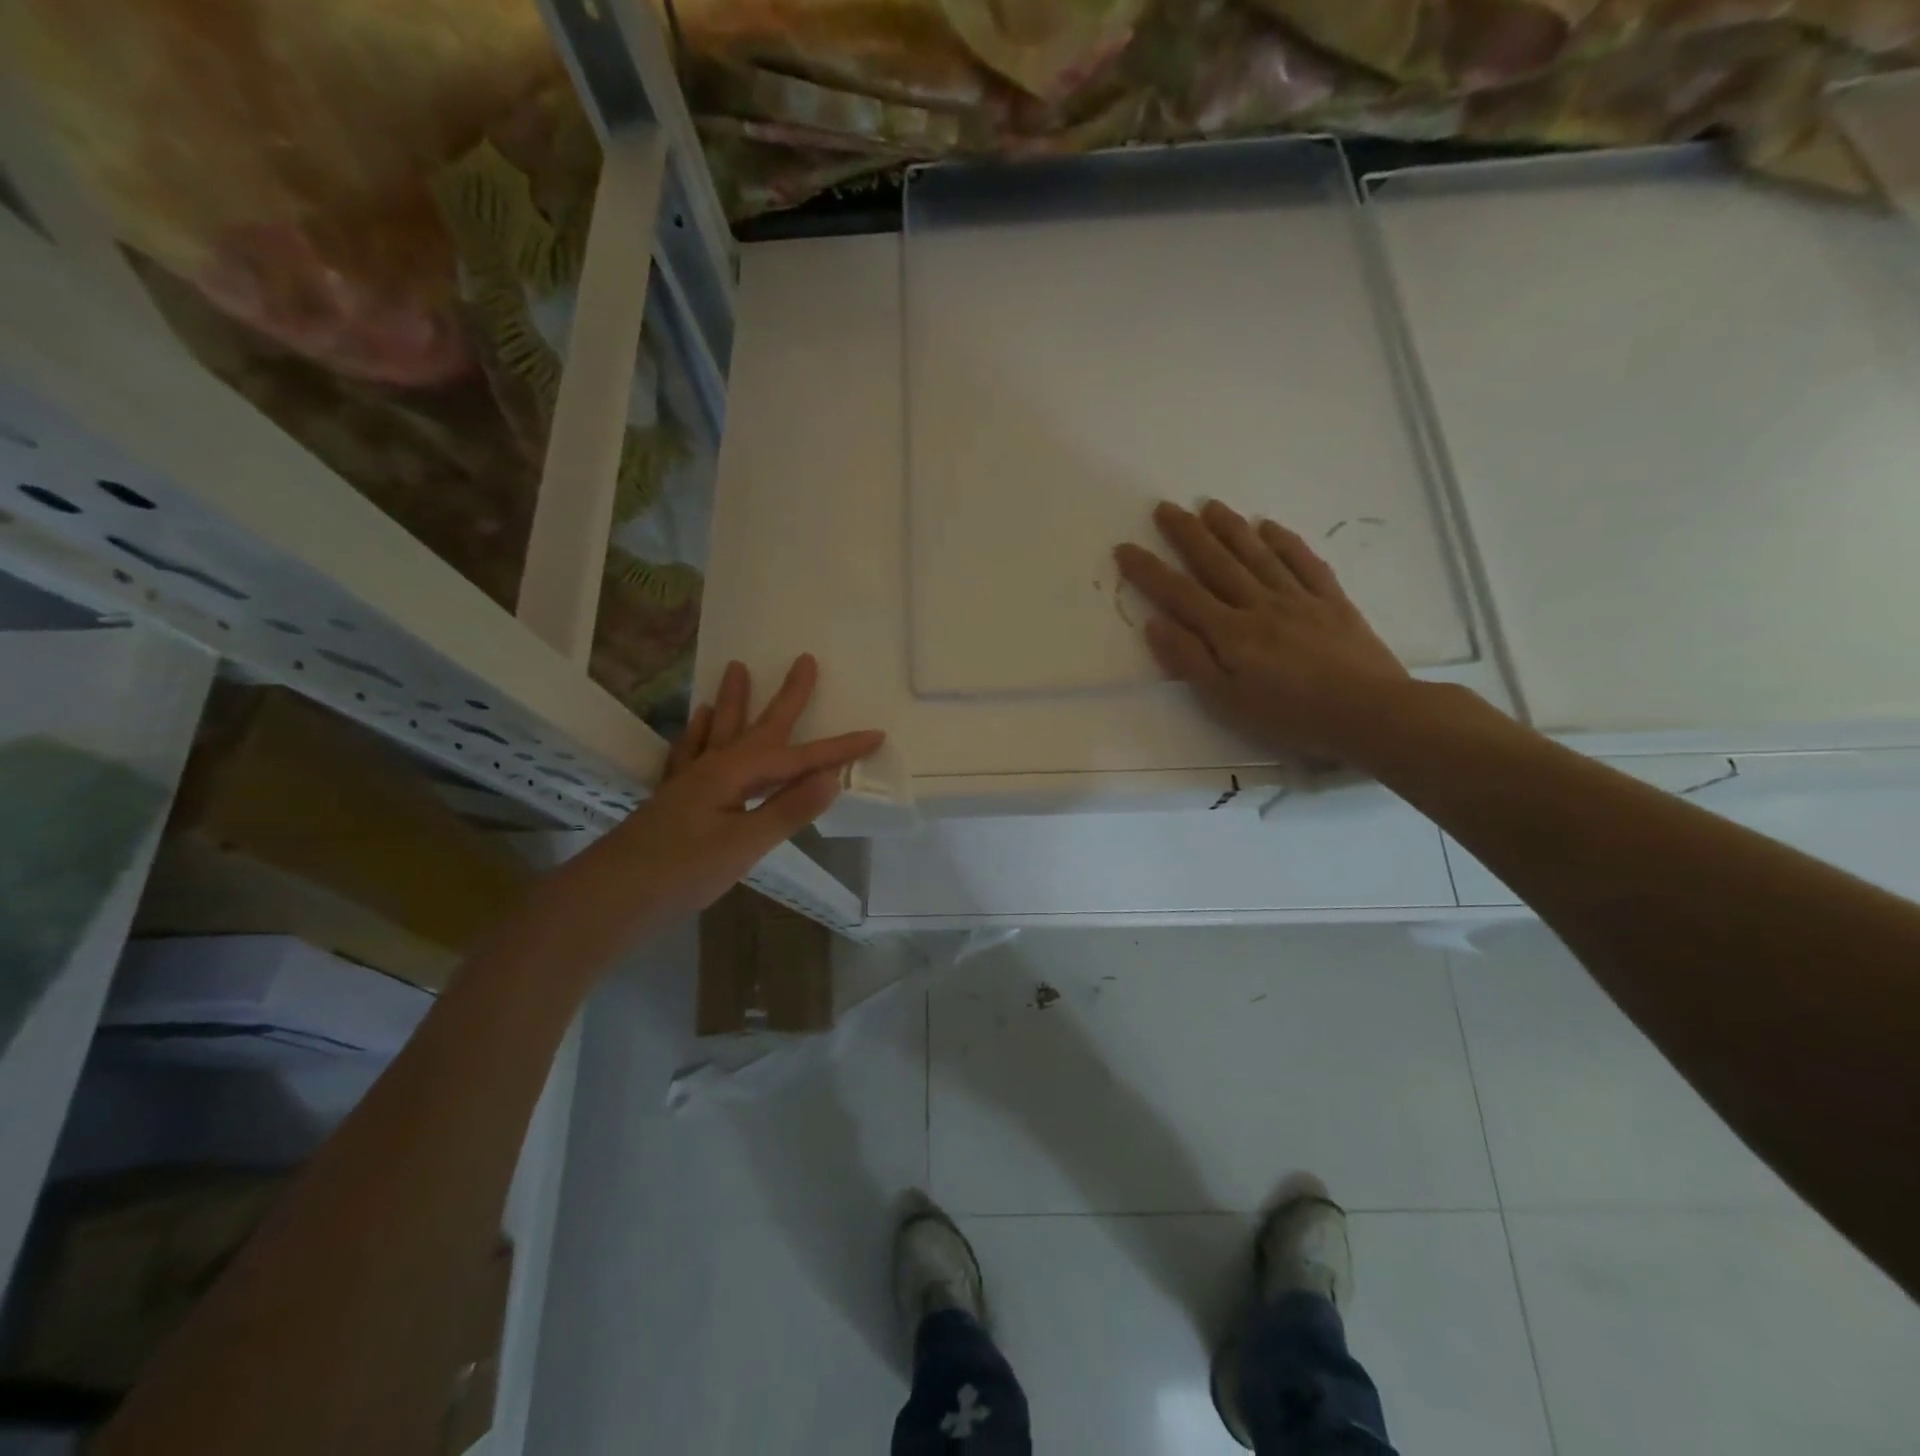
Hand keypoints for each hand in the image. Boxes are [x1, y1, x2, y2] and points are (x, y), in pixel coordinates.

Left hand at [608, 654, 882, 918]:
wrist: (611, 896)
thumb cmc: (682, 872)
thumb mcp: (744, 845)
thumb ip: (787, 810)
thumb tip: (832, 778)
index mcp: (736, 776)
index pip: (800, 760)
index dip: (840, 749)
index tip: (875, 734)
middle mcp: (715, 767)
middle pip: (761, 727)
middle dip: (788, 697)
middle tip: (805, 660)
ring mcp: (691, 779)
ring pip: (720, 730)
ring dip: (733, 701)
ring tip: (738, 669)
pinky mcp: (675, 796)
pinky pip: (691, 751)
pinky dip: (697, 733)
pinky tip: (698, 720)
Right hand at [1114, 500, 1412, 763]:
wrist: (1370, 714)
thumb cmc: (1290, 717)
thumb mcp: (1227, 702)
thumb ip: (1190, 660)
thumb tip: (1156, 623)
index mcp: (1230, 633)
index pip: (1180, 594)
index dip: (1149, 571)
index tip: (1125, 548)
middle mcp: (1259, 605)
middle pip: (1217, 563)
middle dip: (1187, 534)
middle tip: (1165, 507)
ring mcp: (1299, 599)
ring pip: (1258, 555)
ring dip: (1231, 528)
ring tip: (1209, 505)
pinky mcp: (1332, 602)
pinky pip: (1304, 563)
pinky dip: (1285, 542)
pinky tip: (1269, 526)